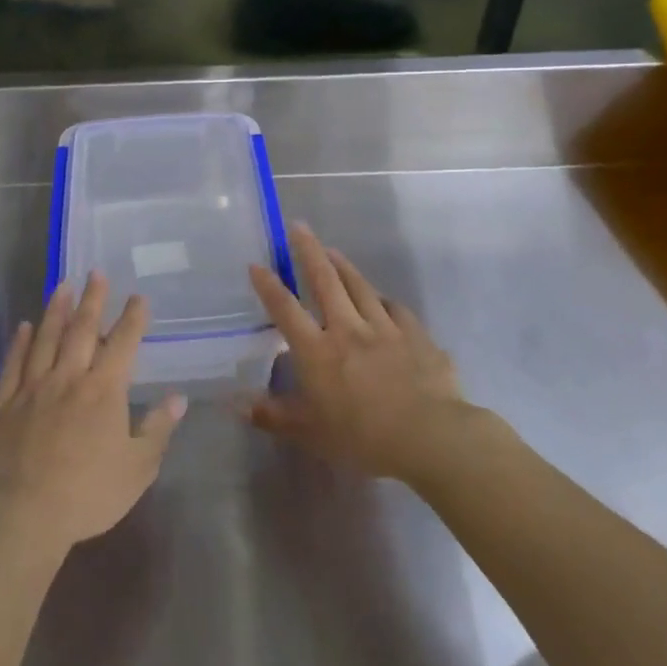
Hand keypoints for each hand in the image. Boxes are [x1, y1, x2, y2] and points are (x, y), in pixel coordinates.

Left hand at [0, 274, 186, 552]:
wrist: (19, 515)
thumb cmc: (86, 495)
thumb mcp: (137, 469)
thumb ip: (158, 430)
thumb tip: (178, 398)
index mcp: (103, 391)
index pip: (122, 344)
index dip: (132, 319)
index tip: (138, 297)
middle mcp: (68, 378)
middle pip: (82, 330)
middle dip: (93, 300)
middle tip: (96, 272)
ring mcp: (31, 388)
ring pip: (46, 338)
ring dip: (56, 310)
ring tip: (62, 285)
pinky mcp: (2, 404)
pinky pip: (13, 364)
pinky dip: (19, 342)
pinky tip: (24, 326)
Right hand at [245, 223, 469, 482]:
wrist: (431, 437)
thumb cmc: (363, 438)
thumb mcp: (311, 433)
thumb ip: (273, 416)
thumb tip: (236, 404)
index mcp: (318, 351)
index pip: (286, 310)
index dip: (269, 286)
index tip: (256, 264)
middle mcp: (348, 330)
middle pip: (325, 282)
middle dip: (308, 252)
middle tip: (298, 227)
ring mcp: (385, 329)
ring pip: (361, 287)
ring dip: (344, 266)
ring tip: (332, 250)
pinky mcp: (416, 336)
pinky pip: (397, 310)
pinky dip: (385, 300)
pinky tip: (383, 298)